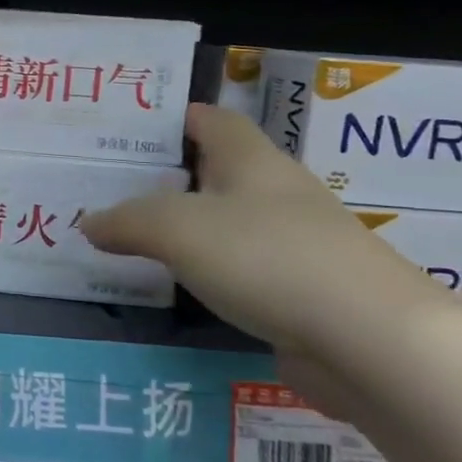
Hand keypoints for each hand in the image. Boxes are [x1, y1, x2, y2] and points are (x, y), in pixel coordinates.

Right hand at [79, 104, 451, 360]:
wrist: (373, 343)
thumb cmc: (267, 258)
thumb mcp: (176, 229)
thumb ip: (126, 222)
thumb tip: (88, 222)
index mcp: (251, 160)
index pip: (208, 119)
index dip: (169, 118)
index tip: (123, 131)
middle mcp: (277, 193)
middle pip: (215, 171)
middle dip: (167, 175)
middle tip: (111, 186)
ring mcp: (296, 244)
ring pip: (227, 222)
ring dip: (186, 227)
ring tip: (133, 235)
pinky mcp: (303, 291)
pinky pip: (242, 268)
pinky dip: (208, 270)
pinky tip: (179, 285)